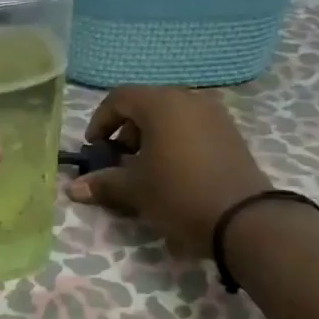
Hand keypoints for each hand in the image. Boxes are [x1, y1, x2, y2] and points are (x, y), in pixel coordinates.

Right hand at [70, 86, 272, 255]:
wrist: (244, 219)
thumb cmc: (179, 194)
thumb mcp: (136, 189)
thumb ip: (104, 183)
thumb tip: (74, 188)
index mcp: (161, 103)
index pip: (120, 98)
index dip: (101, 121)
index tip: (95, 148)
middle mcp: (189, 99)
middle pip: (146, 104)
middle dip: (127, 131)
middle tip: (119, 160)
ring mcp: (215, 114)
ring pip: (171, 116)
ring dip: (152, 137)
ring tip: (146, 169)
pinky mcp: (231, 133)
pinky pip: (193, 128)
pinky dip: (176, 141)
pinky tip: (174, 172)